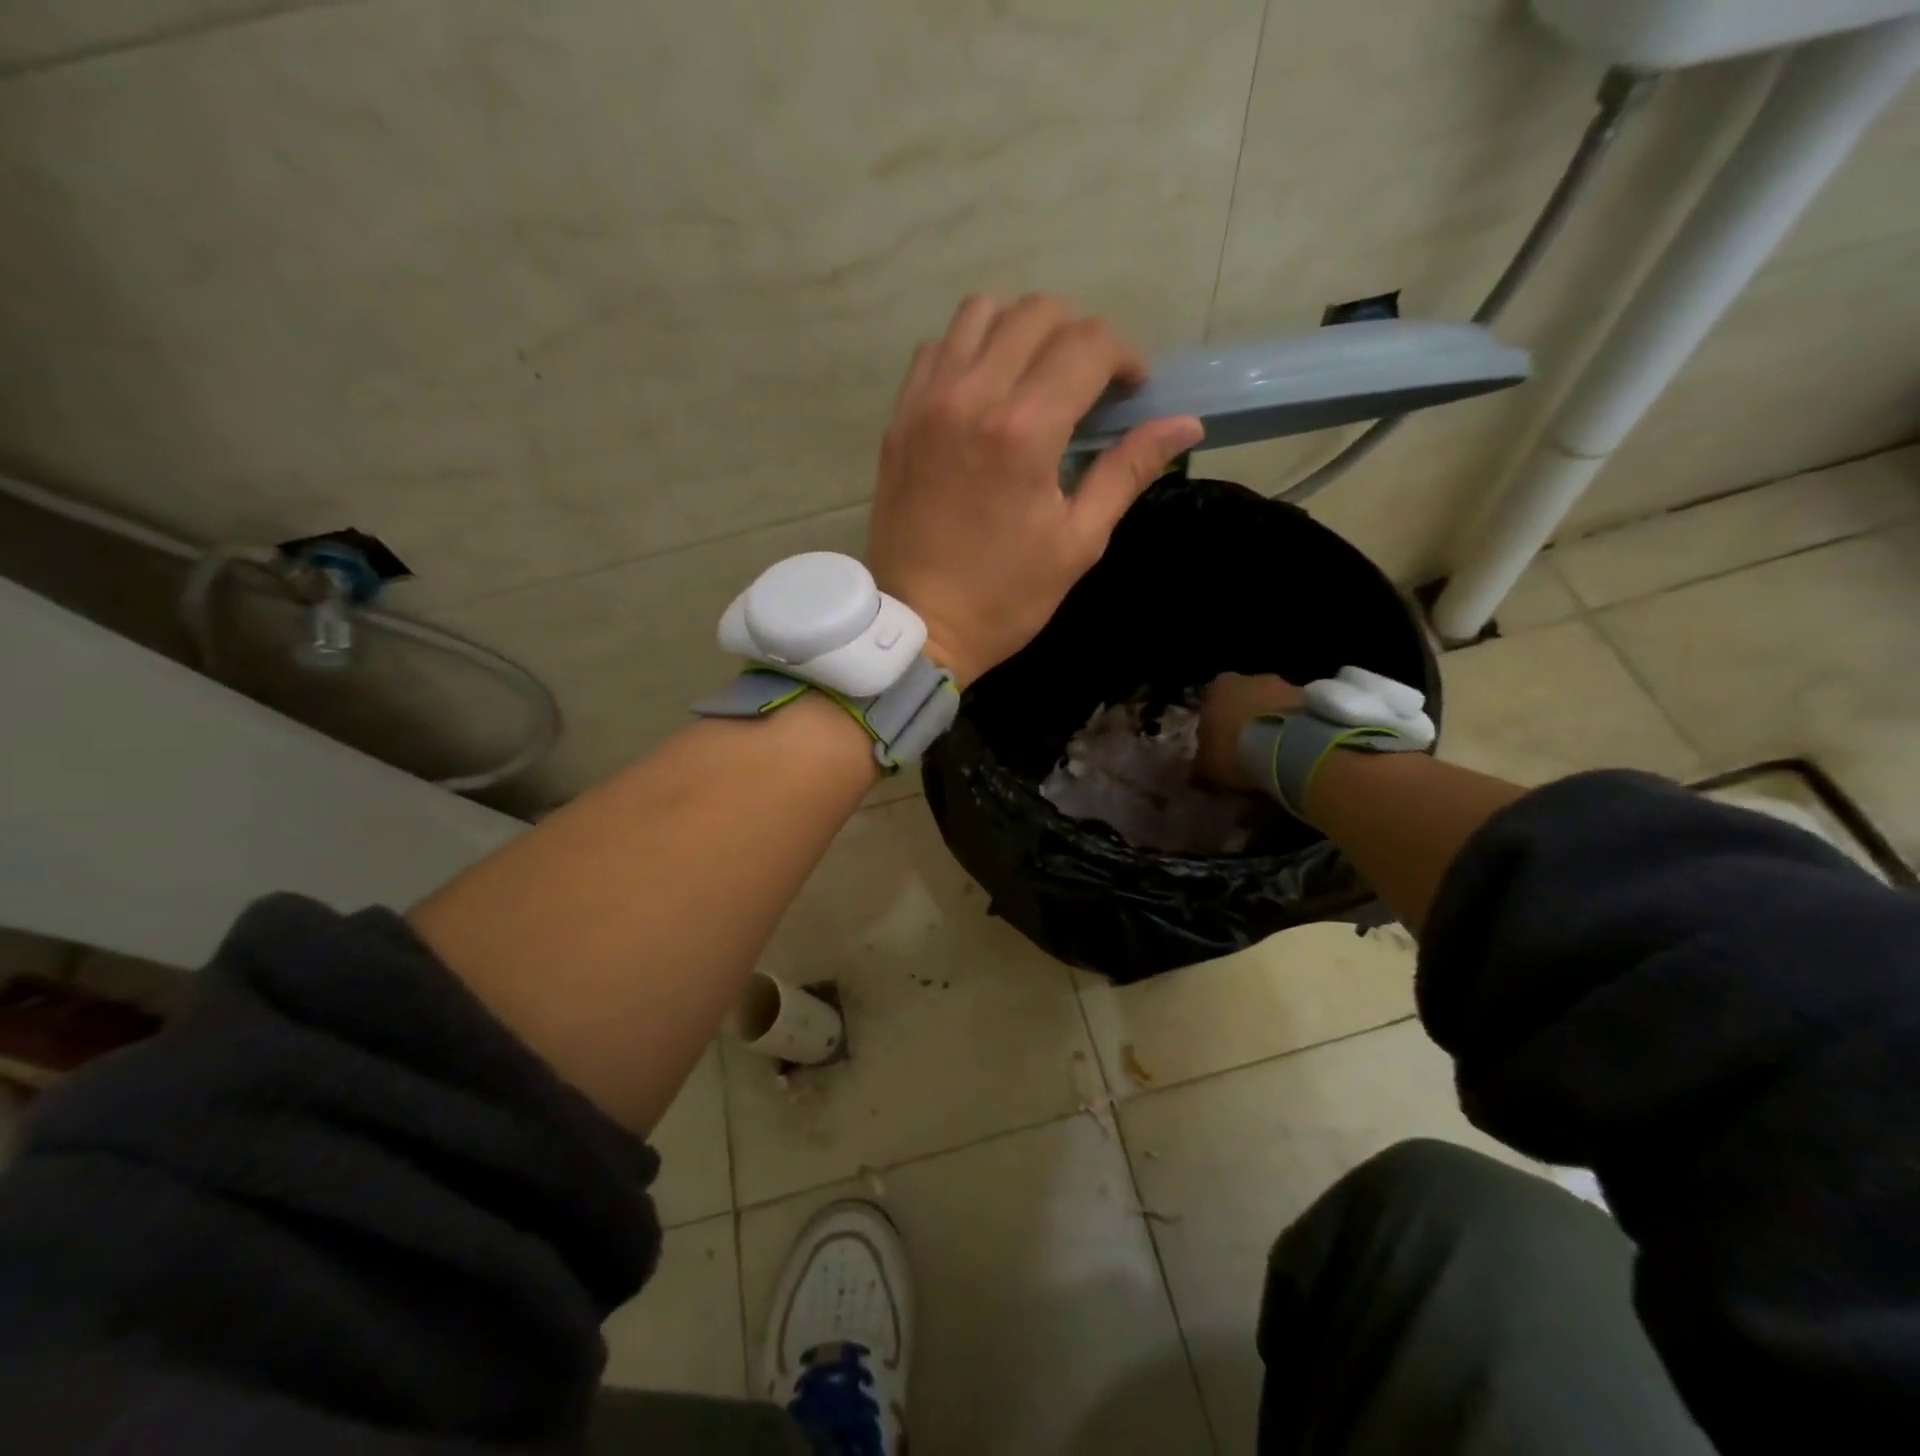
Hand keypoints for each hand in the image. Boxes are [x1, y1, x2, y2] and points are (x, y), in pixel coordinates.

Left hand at [867, 294, 1204, 685]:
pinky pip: (938, 349)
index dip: (1124, 357)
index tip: (1130, 392)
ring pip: (981, 313)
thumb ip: (1127, 470)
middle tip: (1089, 386)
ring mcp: (926, 403)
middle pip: (1037, 313)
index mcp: (1024, 431)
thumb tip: (1184, 423)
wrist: (919, 625)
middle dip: (1079, 337)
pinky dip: (971, 350)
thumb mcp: (1078, 542)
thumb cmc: (1005, 596)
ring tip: (1036, 378)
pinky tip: (986, 391)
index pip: (1088, 343)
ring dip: (1021, 331)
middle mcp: (971, 397)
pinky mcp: (899, 418)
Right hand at [1197, 672, 1305, 791]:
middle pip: (1246, 698)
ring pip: (1274, 705)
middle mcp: (1252, 678)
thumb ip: (1200, 764)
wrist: (1289, 749)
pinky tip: (1295, 751)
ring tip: (1275, 753)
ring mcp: (1286, 685)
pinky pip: (1298, 716)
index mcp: (1219, 687)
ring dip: (1273, 722)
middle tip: (1247, 748)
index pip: (1211, 701)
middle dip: (1246, 718)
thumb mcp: (1206, 765)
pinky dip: (1296, 729)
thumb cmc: (1235, 750)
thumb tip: (1195, 773)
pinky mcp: (1314, 700)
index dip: (1215, 724)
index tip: (1218, 744)